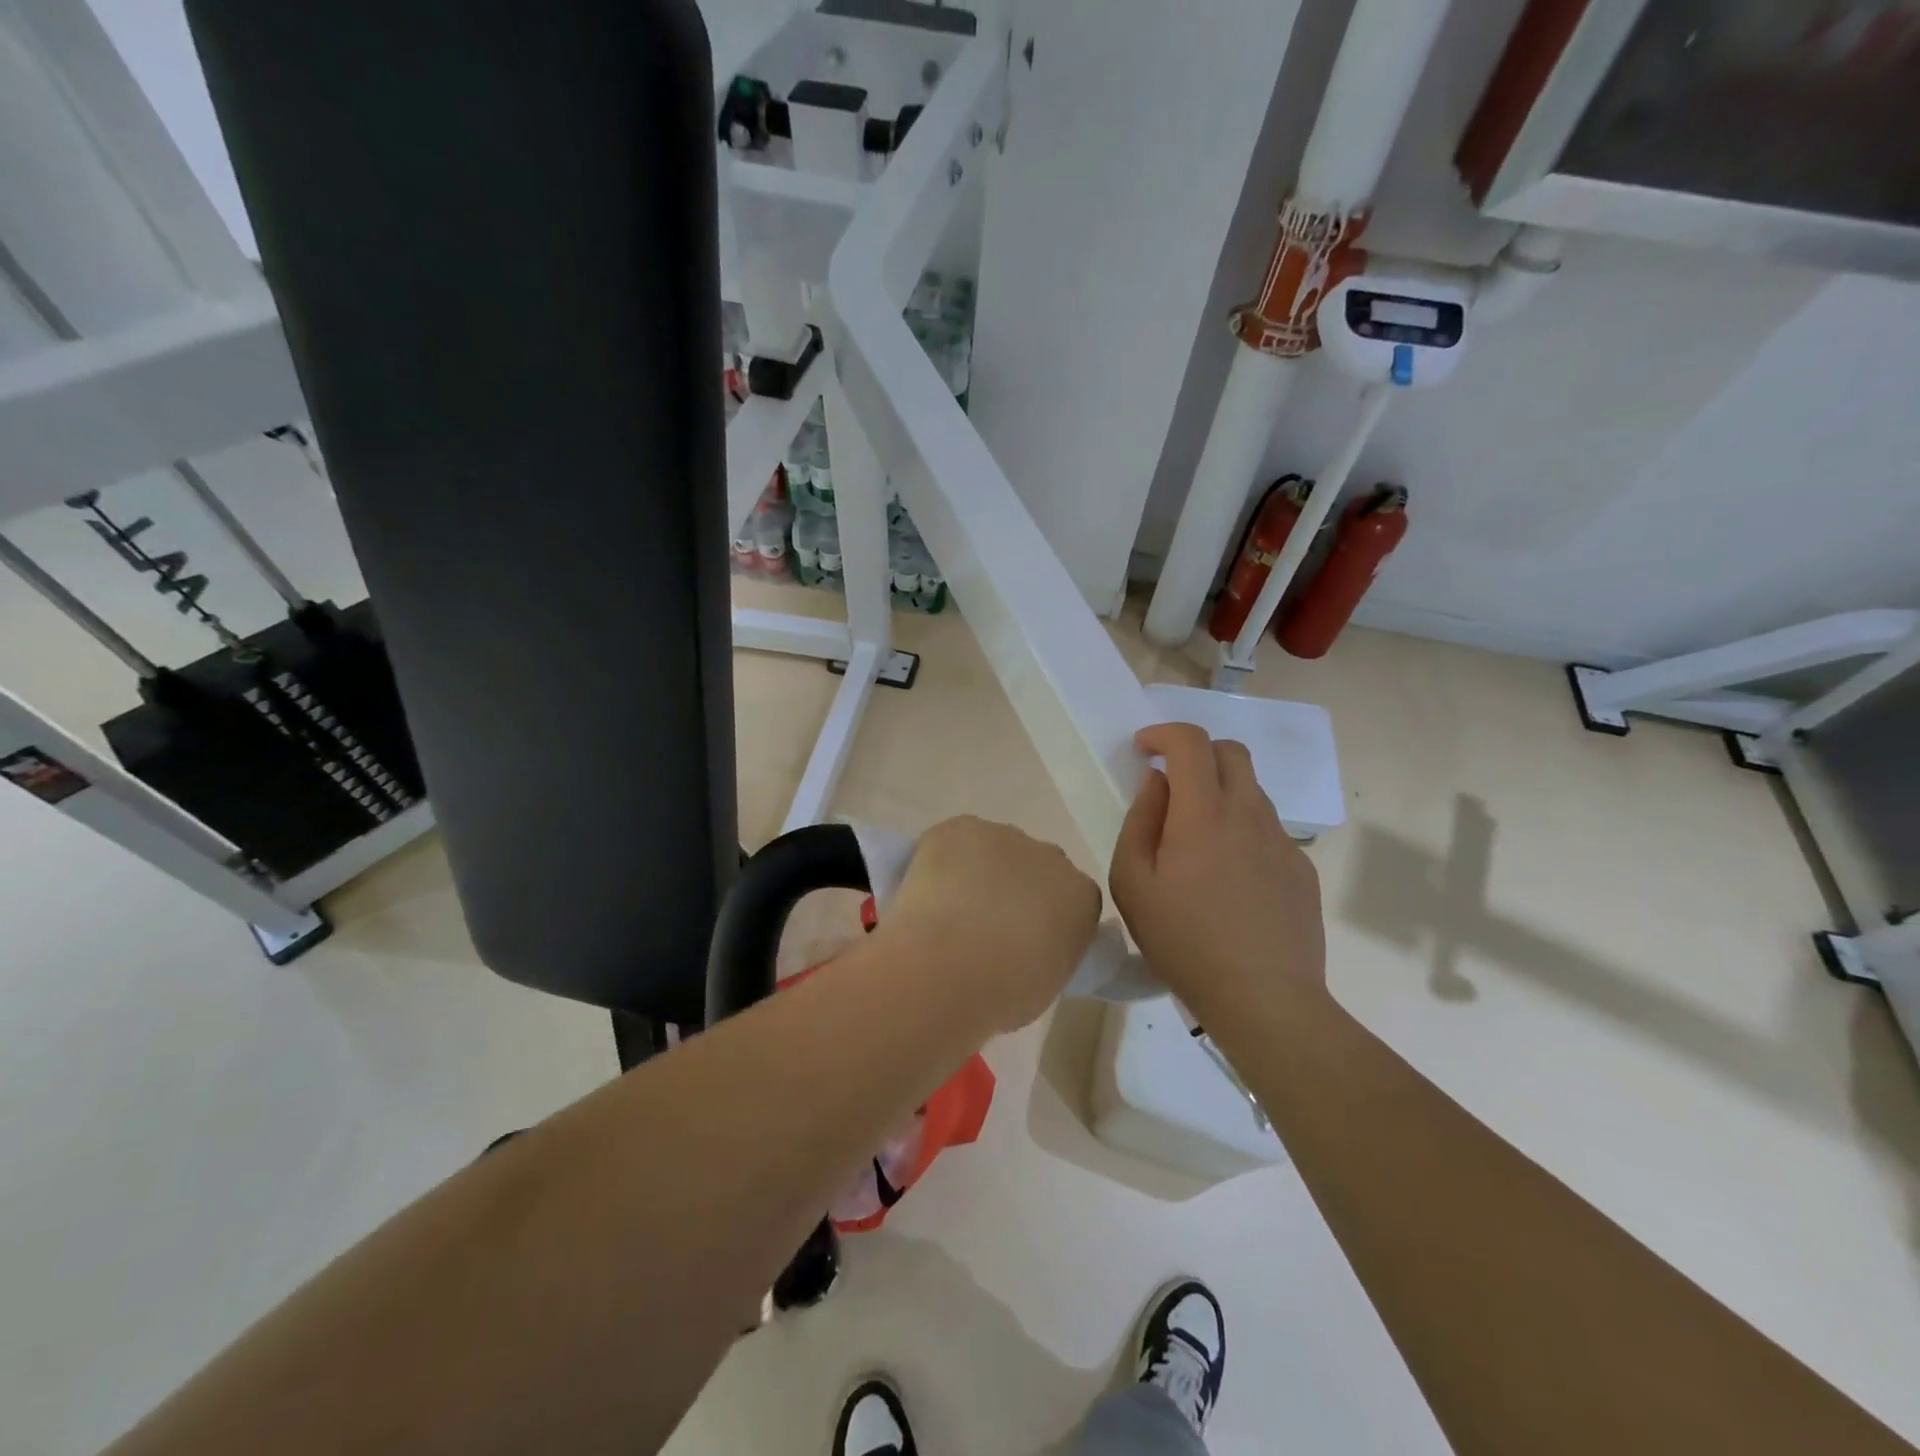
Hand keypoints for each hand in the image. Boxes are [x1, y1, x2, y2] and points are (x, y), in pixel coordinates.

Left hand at [878, 815, 1101, 1033]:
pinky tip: (926, 888)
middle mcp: (1052, 857)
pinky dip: (941, 858)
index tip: (1022, 939)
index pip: (1071, 899)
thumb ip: (1047, 952)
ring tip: (948, 909)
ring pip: (994, 849)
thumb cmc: (1002, 993)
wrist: (948, 966)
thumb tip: (1026, 947)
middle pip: (1036, 866)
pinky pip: (955, 840)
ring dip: (978, 870)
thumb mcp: (1045, 984)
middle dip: (1016, 886)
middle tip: (985, 923)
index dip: (1043, 915)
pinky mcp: (962, 827)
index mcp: (1082, 898)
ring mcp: (1006, 836)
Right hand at [1109, 722, 1325, 1021]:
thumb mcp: (1133, 885)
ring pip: (1251, 791)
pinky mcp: (1302, 868)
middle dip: (1196, 753)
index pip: (1191, 742)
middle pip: (1231, 752)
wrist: (1265, 1000)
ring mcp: (1282, 841)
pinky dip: (1242, 830)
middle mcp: (1249, 814)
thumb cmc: (1184, 943)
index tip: (1143, 750)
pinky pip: (1267, 830)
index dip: (1163, 733)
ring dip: (1220, 793)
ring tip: (1197, 842)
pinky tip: (1229, 879)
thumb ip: (1139, 822)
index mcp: (1204, 813)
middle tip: (1170, 785)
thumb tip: (1156, 785)